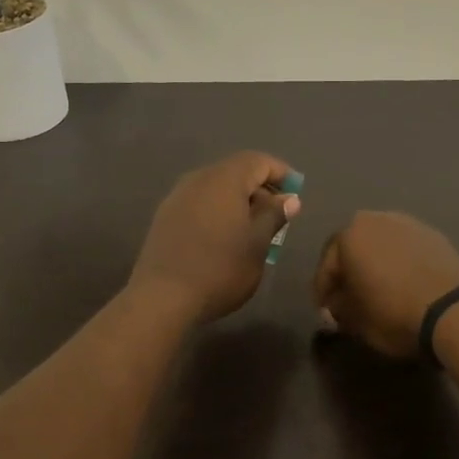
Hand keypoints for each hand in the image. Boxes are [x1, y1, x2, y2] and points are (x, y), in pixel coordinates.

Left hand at [130, 152, 300, 323]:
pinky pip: (199, 204)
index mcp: (224, 180)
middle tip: (277, 217)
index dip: (281, 173)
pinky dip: (218, 213)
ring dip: (238, 203)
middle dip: (260, 190)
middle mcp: (198, 179)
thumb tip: (289, 198)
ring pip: (216, 190)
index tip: (296, 194)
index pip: (258, 161)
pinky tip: (224, 240)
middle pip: (235, 173)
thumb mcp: (257, 244)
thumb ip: (274, 215)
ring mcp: (177, 198)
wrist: (162, 297)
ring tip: (253, 232)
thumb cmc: (220, 269)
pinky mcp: (164, 218)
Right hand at [313, 212, 458, 359]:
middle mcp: (376, 220)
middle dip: (349, 273)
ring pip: (381, 246)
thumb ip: (339, 309)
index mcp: (349, 235)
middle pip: (354, 249)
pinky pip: (406, 250)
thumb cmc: (393, 313)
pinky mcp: (435, 235)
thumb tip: (337, 305)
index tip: (326, 313)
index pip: (326, 266)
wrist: (455, 311)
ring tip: (378, 292)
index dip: (323, 293)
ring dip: (375, 266)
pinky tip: (403, 286)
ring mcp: (409, 223)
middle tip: (349, 300)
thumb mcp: (355, 320)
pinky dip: (399, 264)